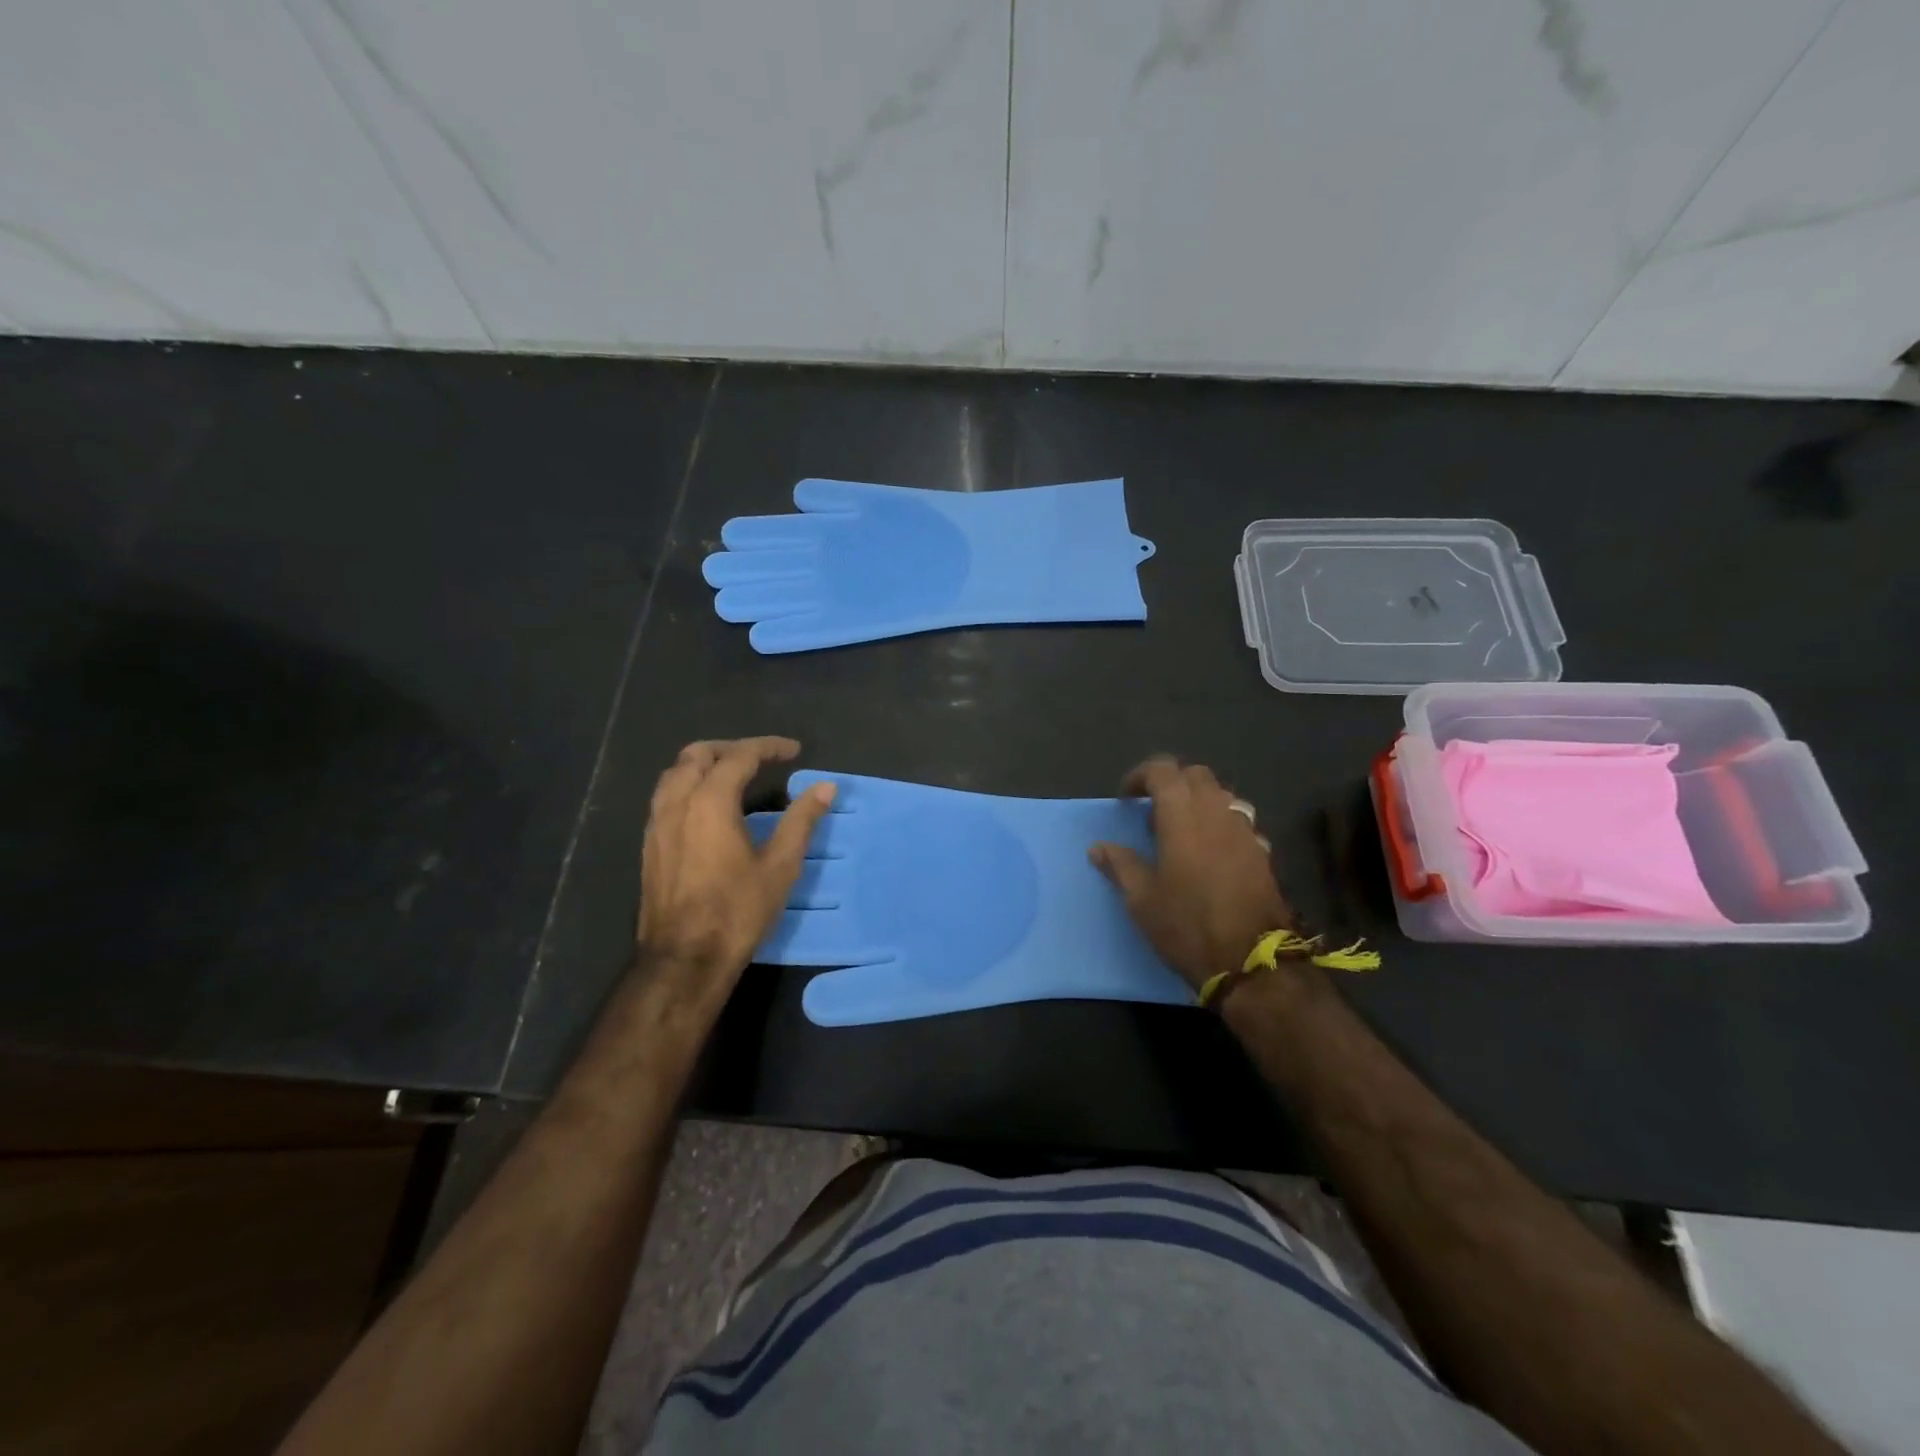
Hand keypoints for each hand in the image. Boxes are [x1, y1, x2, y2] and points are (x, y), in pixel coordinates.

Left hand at [637, 737, 836, 993]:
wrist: (684, 958)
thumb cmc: (737, 911)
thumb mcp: (780, 866)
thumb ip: (802, 820)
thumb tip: (825, 787)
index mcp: (710, 802)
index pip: (739, 756)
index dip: (768, 747)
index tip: (793, 750)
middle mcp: (678, 803)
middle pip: (698, 754)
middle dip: (731, 748)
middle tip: (760, 758)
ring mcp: (657, 824)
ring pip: (675, 773)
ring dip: (704, 764)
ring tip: (733, 776)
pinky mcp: (650, 844)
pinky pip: (665, 796)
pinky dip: (688, 785)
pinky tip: (707, 808)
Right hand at [1090, 756, 1294, 992]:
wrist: (1252, 961)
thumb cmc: (1187, 926)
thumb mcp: (1142, 900)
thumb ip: (1120, 865)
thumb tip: (1098, 847)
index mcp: (1182, 816)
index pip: (1163, 770)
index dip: (1141, 775)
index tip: (1126, 798)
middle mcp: (1216, 812)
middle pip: (1196, 775)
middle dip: (1172, 783)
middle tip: (1153, 812)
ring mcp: (1244, 830)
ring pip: (1221, 795)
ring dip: (1198, 801)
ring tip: (1181, 831)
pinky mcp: (1262, 851)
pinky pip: (1238, 820)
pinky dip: (1219, 823)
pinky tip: (1210, 853)